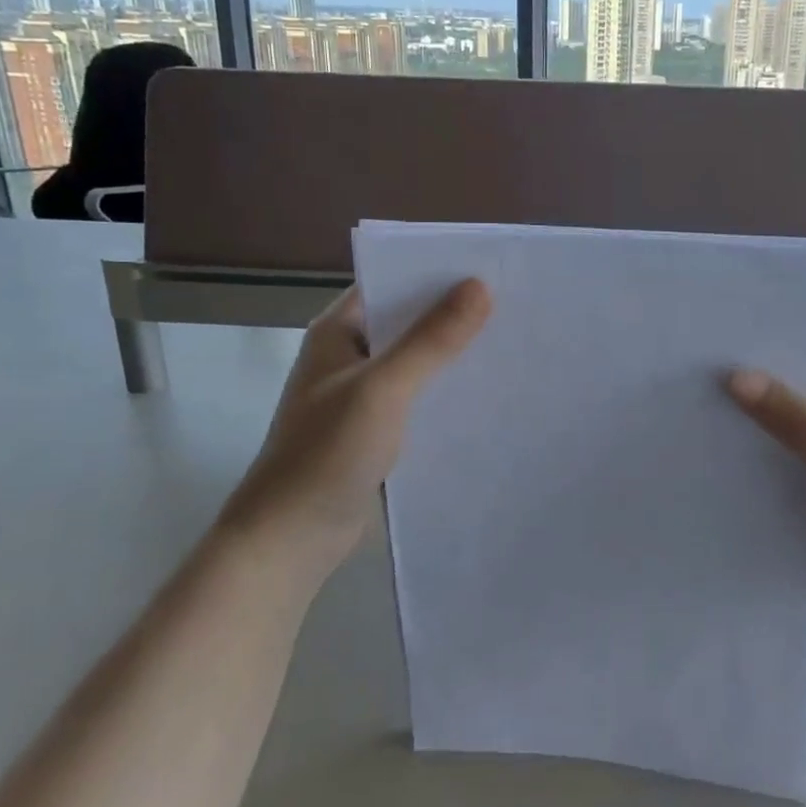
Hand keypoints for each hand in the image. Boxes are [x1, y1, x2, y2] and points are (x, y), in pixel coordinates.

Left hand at [216, 280, 490, 580]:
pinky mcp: (376, 429)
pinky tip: (485, 395)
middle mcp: (349, 355)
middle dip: (454, 315)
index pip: (391, 283)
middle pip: (408, 322)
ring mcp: (362, 394)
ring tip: (511, 345)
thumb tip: (480, 286)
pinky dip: (446, 392)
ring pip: (417, 362)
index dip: (437, 274)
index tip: (490, 269)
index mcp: (338, 331)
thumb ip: (431, 340)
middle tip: (514, 306)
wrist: (291, 537)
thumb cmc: (327, 452)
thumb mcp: (383, 388)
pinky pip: (418, 397)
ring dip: (453, 356)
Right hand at [727, 362, 805, 685]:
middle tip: (706, 366)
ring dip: (765, 428)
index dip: (793, 344)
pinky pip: (797, 474)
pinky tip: (724, 457)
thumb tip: (734, 377)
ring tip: (702, 405)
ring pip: (802, 437)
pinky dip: (769, 467)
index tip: (738, 333)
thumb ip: (797, 420)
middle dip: (769, 386)